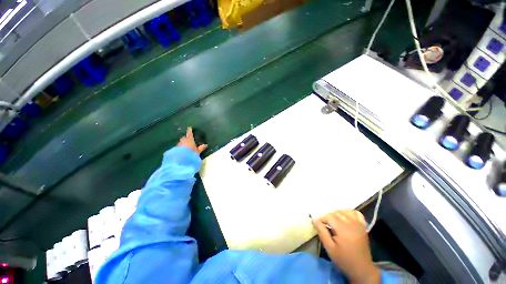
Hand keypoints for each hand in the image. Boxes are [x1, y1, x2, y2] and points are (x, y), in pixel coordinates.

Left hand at [177, 127, 207, 153]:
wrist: (180, 159)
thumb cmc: (191, 153)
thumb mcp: (198, 151)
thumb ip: (201, 148)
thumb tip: (206, 145)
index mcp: (189, 139)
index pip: (189, 133)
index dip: (189, 130)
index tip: (189, 128)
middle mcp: (183, 140)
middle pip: (184, 138)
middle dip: (186, 138)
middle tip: (188, 140)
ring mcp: (178, 144)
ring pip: (181, 142)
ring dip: (183, 143)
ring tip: (186, 146)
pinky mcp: (175, 149)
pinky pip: (178, 147)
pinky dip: (180, 147)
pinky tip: (182, 151)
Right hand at [313, 210, 379, 283]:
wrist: (362, 269)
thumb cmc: (344, 259)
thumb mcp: (329, 248)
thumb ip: (322, 232)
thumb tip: (314, 219)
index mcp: (343, 229)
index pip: (329, 216)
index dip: (322, 219)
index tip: (319, 226)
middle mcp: (352, 223)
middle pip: (336, 212)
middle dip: (328, 217)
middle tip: (326, 226)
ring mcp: (359, 224)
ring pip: (344, 211)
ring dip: (337, 214)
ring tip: (334, 223)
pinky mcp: (363, 226)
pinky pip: (355, 213)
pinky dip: (349, 213)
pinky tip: (345, 218)